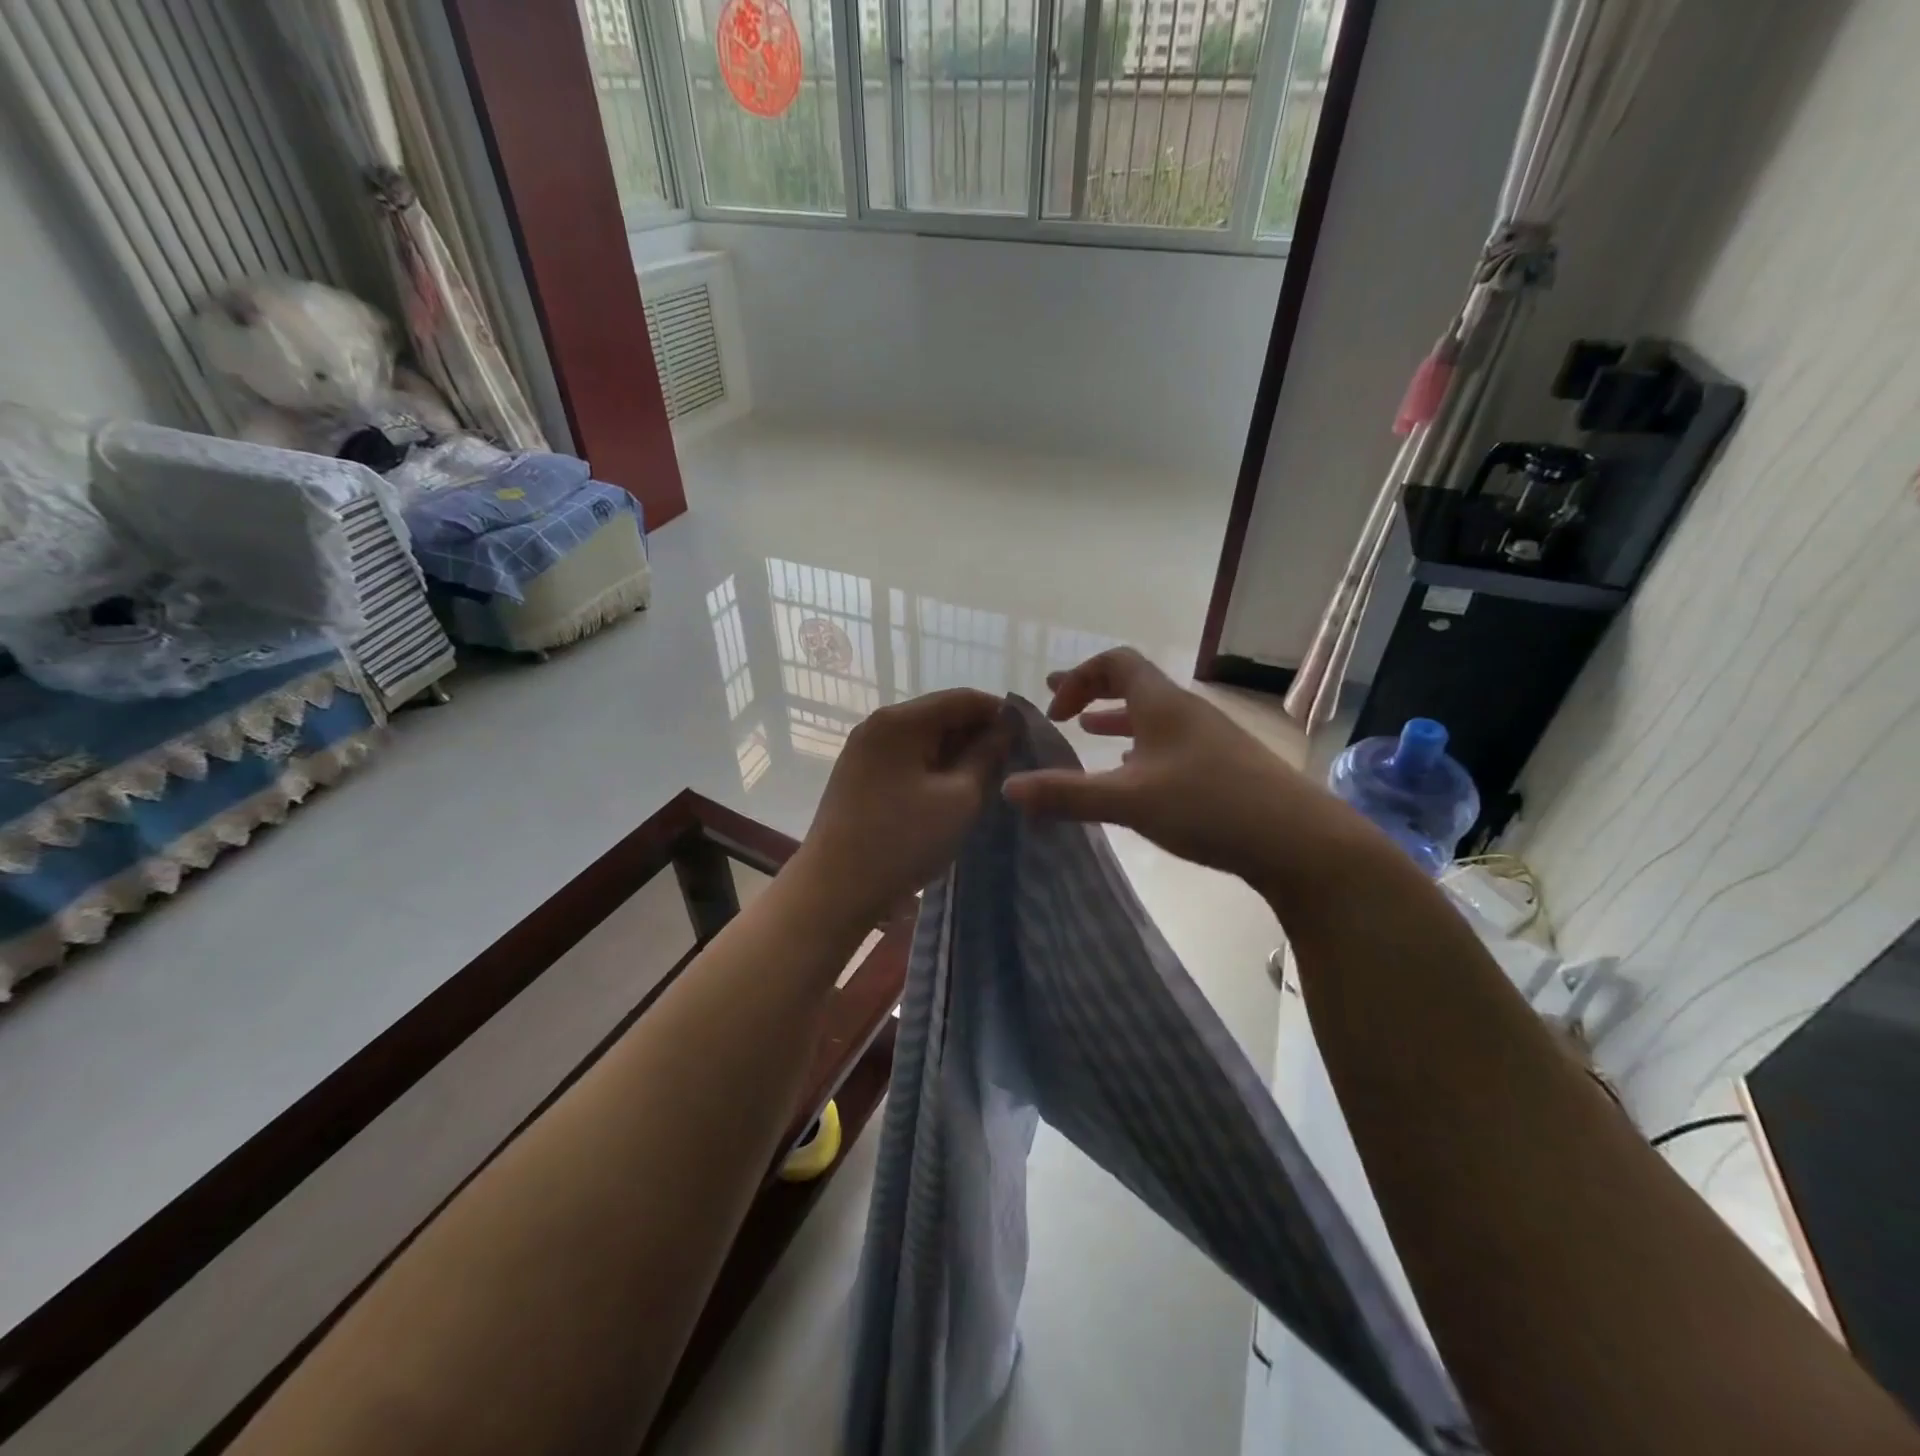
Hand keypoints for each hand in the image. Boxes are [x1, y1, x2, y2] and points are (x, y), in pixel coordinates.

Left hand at [795, 689, 1010, 924]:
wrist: (834, 890)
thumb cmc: (902, 841)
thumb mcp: (959, 798)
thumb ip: (988, 755)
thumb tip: (1009, 725)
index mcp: (900, 720)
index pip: (963, 698)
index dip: (1001, 713)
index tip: (1031, 738)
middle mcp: (878, 725)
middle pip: (941, 715)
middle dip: (979, 735)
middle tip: (1014, 765)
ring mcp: (864, 750)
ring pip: (925, 739)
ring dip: (958, 754)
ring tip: (989, 781)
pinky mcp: (859, 775)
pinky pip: (907, 759)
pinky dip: (934, 769)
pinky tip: (954, 793)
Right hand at [1002, 648, 1359, 892]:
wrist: (1298, 840)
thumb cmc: (1208, 806)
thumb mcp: (1128, 801)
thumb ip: (1067, 794)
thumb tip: (1008, 788)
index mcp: (1162, 703)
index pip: (1115, 663)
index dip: (1078, 677)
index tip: (1054, 710)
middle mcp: (1186, 711)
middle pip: (1134, 685)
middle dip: (1092, 693)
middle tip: (1059, 708)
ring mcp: (1209, 738)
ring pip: (1153, 717)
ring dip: (1117, 722)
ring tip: (1090, 736)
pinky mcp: (1224, 767)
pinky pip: (1170, 743)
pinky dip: (1142, 749)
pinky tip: (1136, 776)